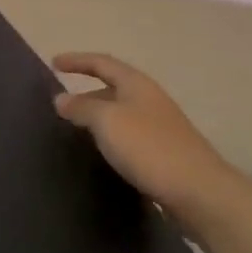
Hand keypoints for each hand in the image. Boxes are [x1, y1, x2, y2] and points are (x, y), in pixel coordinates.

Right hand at [52, 53, 242, 220]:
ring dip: (98, 116)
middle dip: (86, 92)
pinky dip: (111, 137)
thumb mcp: (107, 121)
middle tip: (61, 105)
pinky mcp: (163, 152)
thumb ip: (81, 108)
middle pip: (112, 87)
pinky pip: (129, 135)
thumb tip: (61, 99)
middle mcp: (149, 99)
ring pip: (120, 113)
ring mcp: (159, 126)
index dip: (77, 61)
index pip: (101, 63)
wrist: (198, 191)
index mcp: (136, 84)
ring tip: (75, 130)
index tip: (53, 63)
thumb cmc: (148, 147)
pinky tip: (102, 152)